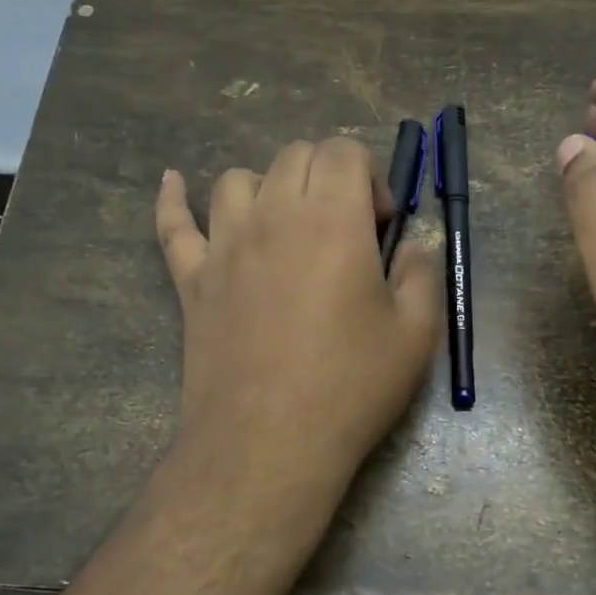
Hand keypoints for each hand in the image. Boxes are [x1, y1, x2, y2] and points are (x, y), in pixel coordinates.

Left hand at [155, 137, 441, 505]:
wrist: (269, 444)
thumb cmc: (350, 387)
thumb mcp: (417, 333)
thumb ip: (422, 273)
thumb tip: (411, 246)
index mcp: (332, 219)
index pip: (343, 150)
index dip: (371, 177)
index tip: (381, 226)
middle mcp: (273, 215)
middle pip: (294, 156)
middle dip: (328, 176)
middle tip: (345, 229)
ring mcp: (223, 245)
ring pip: (238, 180)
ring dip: (270, 188)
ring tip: (288, 226)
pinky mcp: (191, 280)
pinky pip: (173, 225)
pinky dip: (173, 199)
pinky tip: (173, 182)